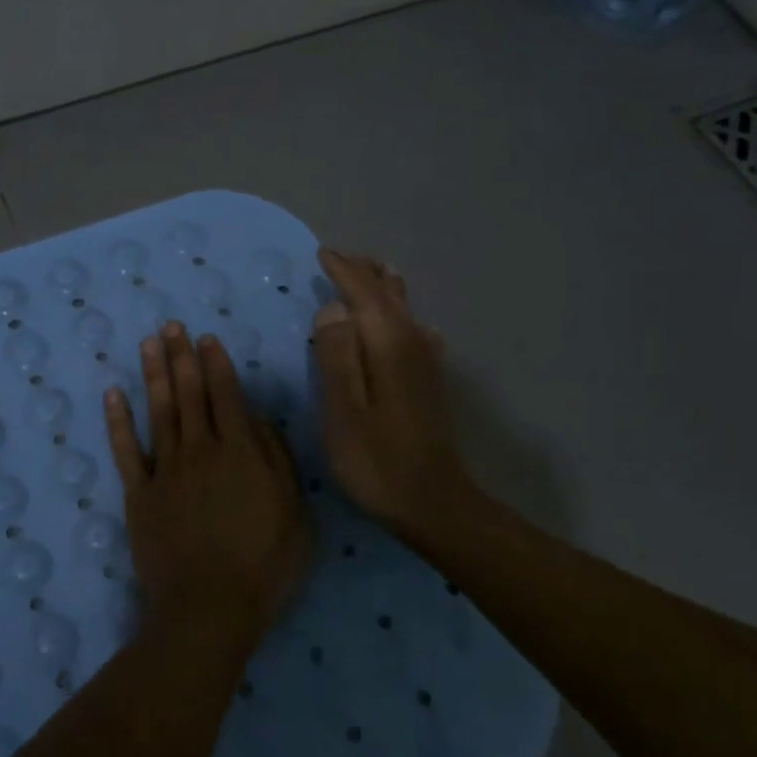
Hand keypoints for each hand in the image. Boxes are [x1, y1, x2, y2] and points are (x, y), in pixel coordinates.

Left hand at [105, 322, 311, 650]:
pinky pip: (126, 450)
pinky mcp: (139, 494)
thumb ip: (278, 460)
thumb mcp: (295, 512)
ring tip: (149, 344)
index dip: (216, 363)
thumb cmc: (264, 565)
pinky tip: (114, 394)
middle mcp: (200, 449)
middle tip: (172, 325)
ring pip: (158, 411)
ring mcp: (165, 470)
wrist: (209, 608)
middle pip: (189, 393)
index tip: (205, 338)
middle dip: (182, 356)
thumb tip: (259, 420)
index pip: (226, 395)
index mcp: (241, 451)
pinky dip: (118, 421)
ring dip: (153, 374)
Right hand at [310, 248, 474, 539]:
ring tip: (367, 274)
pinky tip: (401, 323)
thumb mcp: (343, 412)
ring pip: (405, 309)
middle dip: (365, 272)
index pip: (364, 294)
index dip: (343, 271)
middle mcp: (413, 343)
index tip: (323, 254)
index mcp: (388, 345)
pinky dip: (399, 313)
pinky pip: (413, 329)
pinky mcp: (430, 380)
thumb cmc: (377, 461)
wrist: (433, 502)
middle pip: (389, 294)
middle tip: (341, 256)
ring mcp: (426, 362)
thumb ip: (336, 356)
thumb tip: (333, 308)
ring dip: (383, 288)